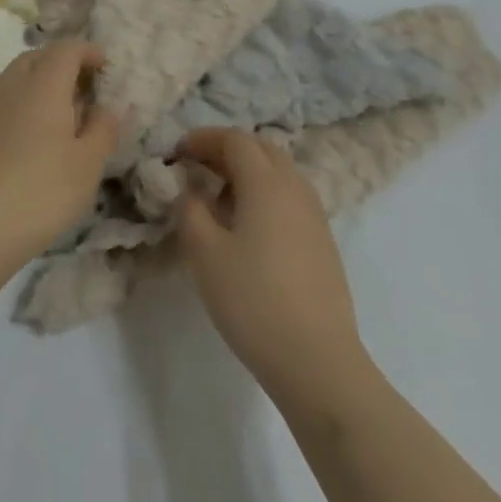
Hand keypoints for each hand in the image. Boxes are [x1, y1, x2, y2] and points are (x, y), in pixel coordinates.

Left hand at [0, 40, 119, 274]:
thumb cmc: (38, 193)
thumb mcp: (86, 167)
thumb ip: (103, 130)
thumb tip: (109, 107)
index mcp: (43, 84)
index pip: (67, 49)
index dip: (88, 51)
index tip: (104, 65)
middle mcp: (10, 84)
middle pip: (37, 57)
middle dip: (61, 64)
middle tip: (82, 89)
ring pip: (14, 79)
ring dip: (37, 85)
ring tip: (56, 116)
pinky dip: (17, 108)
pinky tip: (24, 141)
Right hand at [175, 128, 374, 413]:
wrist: (318, 362)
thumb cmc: (253, 301)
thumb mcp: (204, 252)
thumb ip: (190, 209)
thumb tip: (191, 190)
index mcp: (266, 182)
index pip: (234, 139)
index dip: (203, 139)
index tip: (177, 152)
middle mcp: (295, 188)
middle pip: (261, 148)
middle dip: (226, 150)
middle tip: (197, 168)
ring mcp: (315, 215)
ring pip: (279, 172)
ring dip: (248, 172)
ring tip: (220, 198)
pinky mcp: (323, 242)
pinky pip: (290, 197)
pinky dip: (265, 194)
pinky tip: (249, 227)